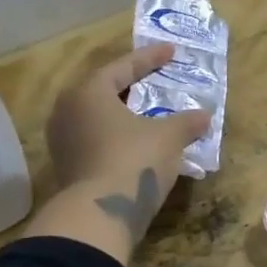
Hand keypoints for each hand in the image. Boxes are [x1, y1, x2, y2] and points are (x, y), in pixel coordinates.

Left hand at [27, 43, 212, 262]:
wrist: (100, 214)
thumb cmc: (134, 160)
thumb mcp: (169, 137)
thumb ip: (187, 122)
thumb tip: (204, 116)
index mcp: (89, 93)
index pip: (122, 67)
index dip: (149, 58)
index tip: (171, 51)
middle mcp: (68, 111)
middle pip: (103, 89)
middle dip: (131, 85)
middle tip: (154, 80)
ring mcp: (63, 141)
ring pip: (97, 117)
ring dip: (123, 113)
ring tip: (147, 112)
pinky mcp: (67, 166)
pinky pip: (95, 138)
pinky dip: (117, 135)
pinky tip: (137, 141)